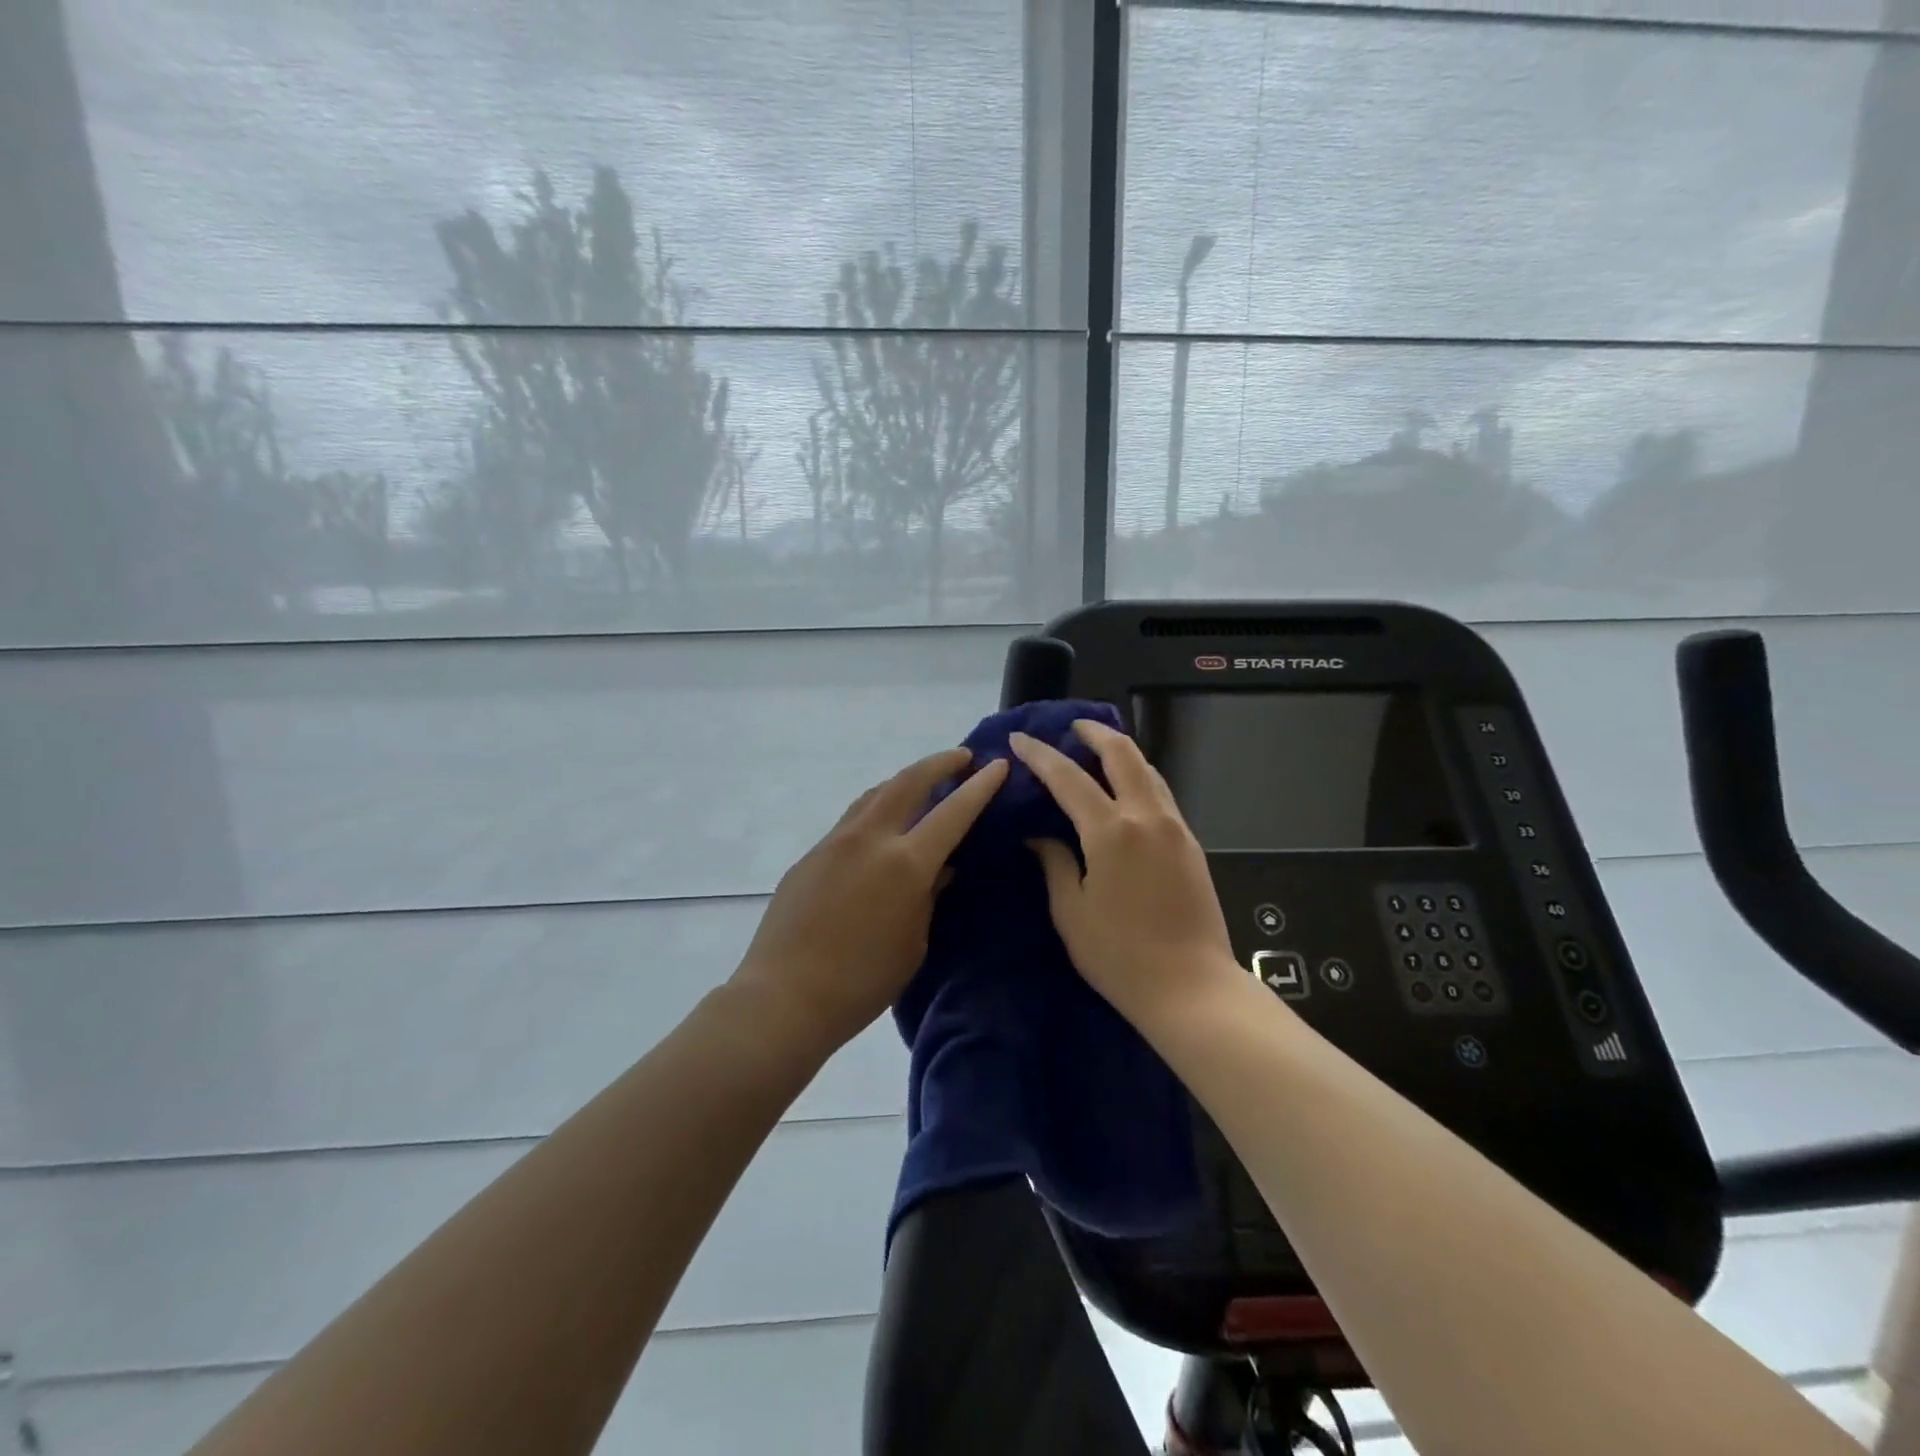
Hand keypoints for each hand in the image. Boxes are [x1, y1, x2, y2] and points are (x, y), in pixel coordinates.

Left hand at [731, 747, 1009, 1052]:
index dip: (979, 787)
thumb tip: (940, 868)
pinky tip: (881, 825)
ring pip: (875, 793)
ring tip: (922, 783)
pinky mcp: (811, 854)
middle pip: (908, 781)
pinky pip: (852, 818)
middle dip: (939, 763)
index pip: (953, 812)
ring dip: (904, 781)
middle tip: (961, 758)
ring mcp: (836, 841)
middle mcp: (871, 838)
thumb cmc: (862, 982)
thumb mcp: (913, 942)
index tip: (996, 766)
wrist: (784, 996)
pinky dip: (877, 808)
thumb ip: (929, 896)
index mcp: (906, 863)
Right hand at [1011, 720, 1239, 1028]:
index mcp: (1111, 831)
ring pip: (1149, 770)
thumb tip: (1040, 836)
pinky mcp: (1192, 844)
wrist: (1191, 988)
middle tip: (1072, 727)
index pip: (1069, 778)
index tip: (1021, 739)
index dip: (1041, 755)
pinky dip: (1139, 778)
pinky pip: (1161, 794)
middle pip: (1123, 754)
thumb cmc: (1120, 955)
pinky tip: (1125, 791)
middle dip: (1095, 733)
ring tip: (1097, 752)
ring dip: (1121, 753)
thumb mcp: (1071, 912)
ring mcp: (1175, 828)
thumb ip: (1055, 863)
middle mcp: (1147, 817)